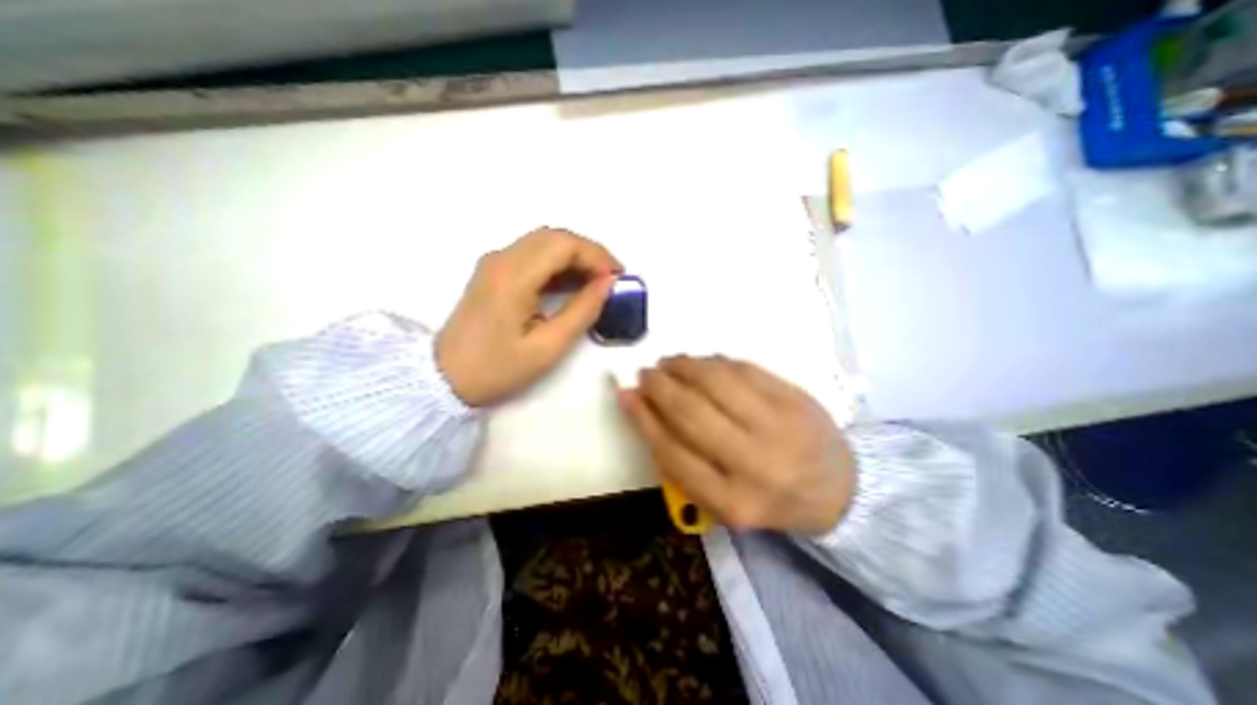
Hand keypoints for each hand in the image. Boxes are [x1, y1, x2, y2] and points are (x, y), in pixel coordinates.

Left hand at [439, 228, 621, 407]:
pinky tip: (572, 284)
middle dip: (589, 253)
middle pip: (555, 236)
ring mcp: (494, 263)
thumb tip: (607, 284)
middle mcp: (502, 259)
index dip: (597, 256)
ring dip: (575, 257)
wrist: (444, 379)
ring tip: (597, 282)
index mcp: (513, 276)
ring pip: (544, 242)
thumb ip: (582, 311)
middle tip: (611, 279)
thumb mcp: (548, 347)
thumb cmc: (497, 368)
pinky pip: (532, 255)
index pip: (564, 244)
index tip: (618, 279)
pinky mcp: (493, 272)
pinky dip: (558, 264)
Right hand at [618, 356, 855, 531]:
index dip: (643, 418)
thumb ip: (680, 460)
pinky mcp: (795, 396)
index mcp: (733, 501)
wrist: (838, 489)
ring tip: (669, 363)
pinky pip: (742, 368)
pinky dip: (712, 362)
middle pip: (690, 412)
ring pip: (715, 381)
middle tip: (646, 374)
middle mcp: (756, 463)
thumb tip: (642, 408)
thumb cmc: (767, 497)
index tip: (626, 394)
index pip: (672, 452)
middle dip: (659, 386)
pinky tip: (701, 363)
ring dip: (683, 366)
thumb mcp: (720, 499)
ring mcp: (780, 425)